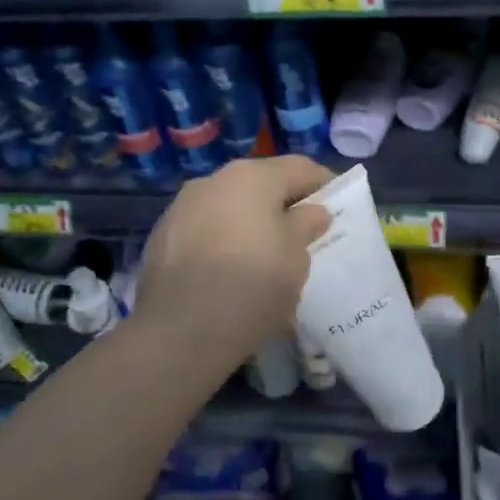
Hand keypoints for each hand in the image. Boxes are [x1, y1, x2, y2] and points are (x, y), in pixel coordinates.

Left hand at [133, 156, 333, 376]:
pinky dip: (222, 239)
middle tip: (304, 232)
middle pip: (260, 183)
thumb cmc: (252, 287)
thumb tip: (311, 211)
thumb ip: (306, 226)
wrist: (179, 332)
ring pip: (228, 205)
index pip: (300, 168)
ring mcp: (181, 206)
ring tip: (264, 254)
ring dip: (250, 221)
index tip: (339, 205)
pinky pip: (204, 228)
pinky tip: (228, 270)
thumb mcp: (296, 259)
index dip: (325, 183)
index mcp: (252, 177)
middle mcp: (213, 180)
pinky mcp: (161, 236)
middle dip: (284, 203)